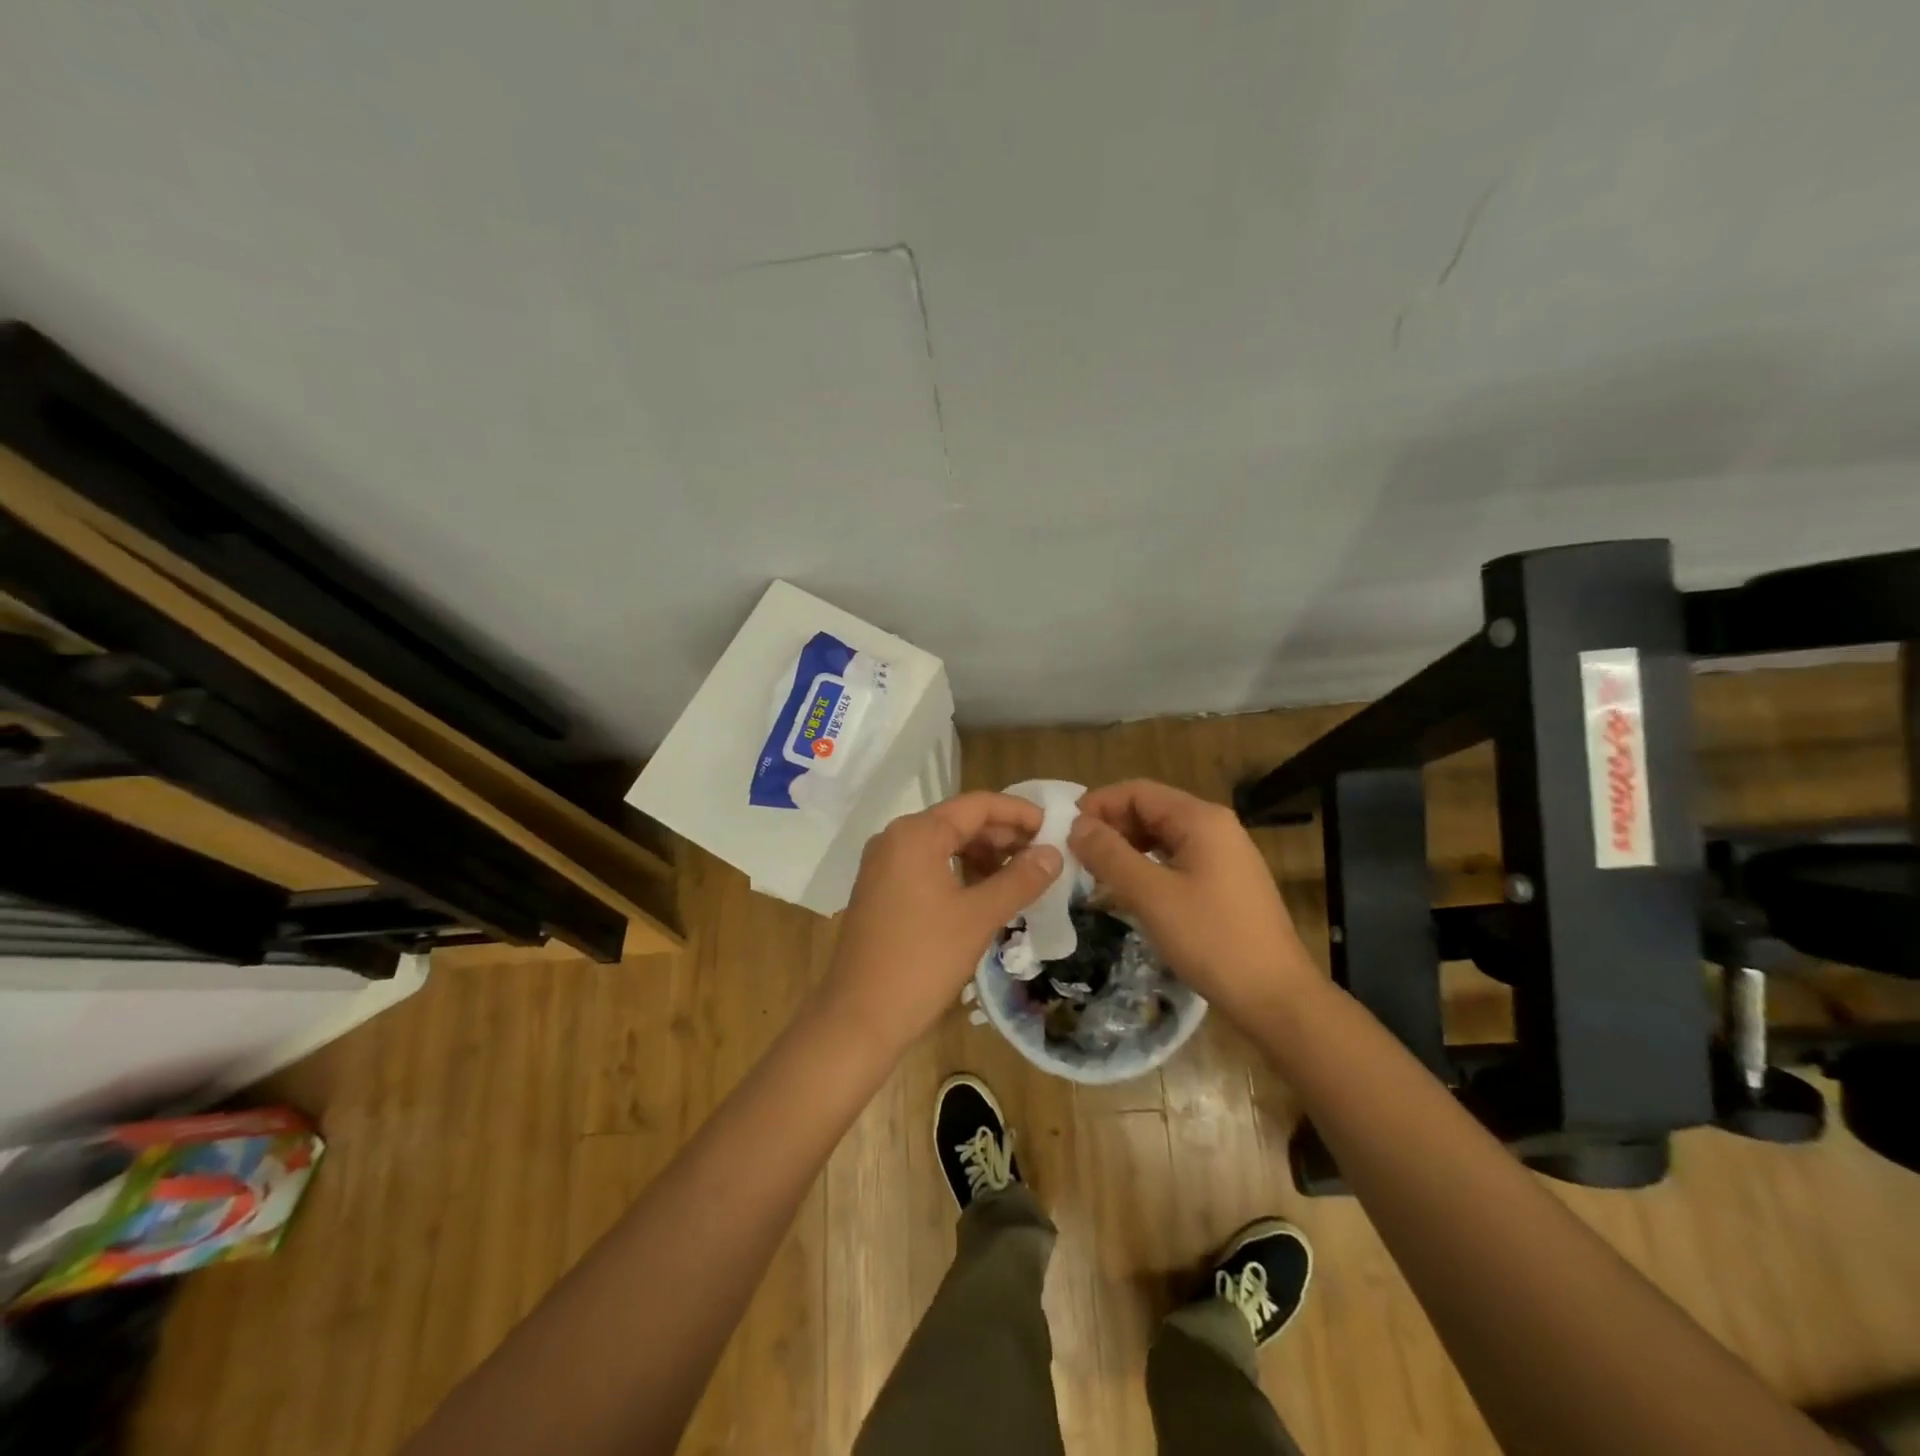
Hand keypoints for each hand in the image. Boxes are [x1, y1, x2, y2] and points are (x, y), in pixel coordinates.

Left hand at [817, 791, 1063, 1054]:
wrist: (860, 1016)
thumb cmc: (923, 960)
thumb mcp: (979, 916)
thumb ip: (1020, 879)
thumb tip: (1054, 852)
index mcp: (917, 833)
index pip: (977, 805)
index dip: (1018, 812)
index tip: (1052, 827)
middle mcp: (895, 838)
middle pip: (958, 821)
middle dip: (1002, 835)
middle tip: (1042, 855)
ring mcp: (883, 864)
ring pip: (943, 844)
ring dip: (982, 854)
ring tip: (1018, 876)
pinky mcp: (880, 889)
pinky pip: (926, 865)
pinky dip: (958, 871)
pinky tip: (983, 893)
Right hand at [1068, 779, 1315, 1024]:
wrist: (1275, 996)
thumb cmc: (1211, 939)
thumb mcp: (1151, 895)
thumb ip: (1109, 855)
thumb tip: (1076, 826)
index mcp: (1200, 819)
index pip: (1137, 791)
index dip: (1098, 805)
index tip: (1065, 831)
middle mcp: (1215, 827)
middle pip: (1150, 811)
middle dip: (1110, 828)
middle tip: (1075, 857)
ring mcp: (1224, 855)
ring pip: (1162, 838)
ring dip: (1126, 849)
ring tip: (1094, 874)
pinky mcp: (1225, 883)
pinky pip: (1176, 861)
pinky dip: (1147, 868)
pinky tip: (1127, 892)